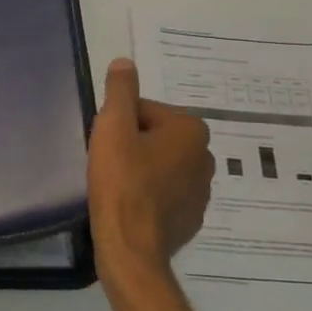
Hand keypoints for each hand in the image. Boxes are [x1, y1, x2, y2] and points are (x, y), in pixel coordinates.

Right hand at [88, 58, 213, 275]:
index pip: (144, 111)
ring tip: (116, 187)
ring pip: (160, 166)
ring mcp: (202, 191)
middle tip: (108, 165)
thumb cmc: (122, 182)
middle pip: (155, 137)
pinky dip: (148, 195)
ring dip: (141, 170)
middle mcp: (206, 156)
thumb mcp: (113, 127)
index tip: (105, 145)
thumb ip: (120, 91)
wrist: (131, 248)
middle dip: (132, 146)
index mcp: (191, 130)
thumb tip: (124, 62)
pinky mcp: (191, 218)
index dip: (118, 124)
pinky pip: (165, 194)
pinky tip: (129, 206)